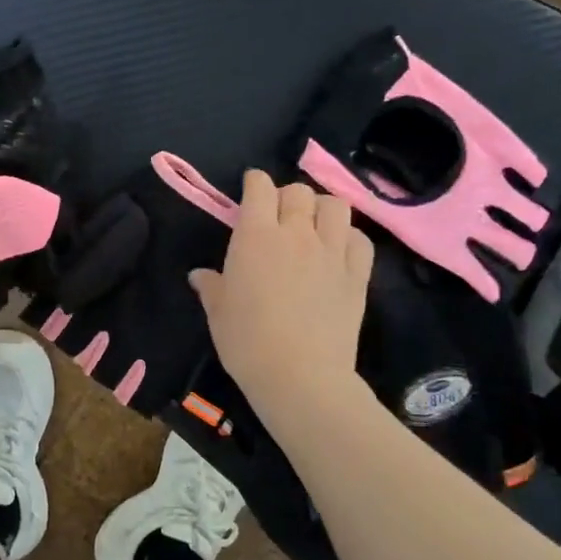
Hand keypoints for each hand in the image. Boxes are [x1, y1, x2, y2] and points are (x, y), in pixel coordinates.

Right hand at [190, 170, 373, 422]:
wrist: (300, 376)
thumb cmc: (247, 342)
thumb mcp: (218, 313)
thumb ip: (211, 286)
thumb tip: (200, 275)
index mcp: (256, 235)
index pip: (260, 186)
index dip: (254, 183)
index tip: (250, 192)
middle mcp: (297, 233)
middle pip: (298, 191)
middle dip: (286, 196)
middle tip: (278, 218)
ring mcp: (332, 252)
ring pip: (335, 205)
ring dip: (322, 209)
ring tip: (313, 227)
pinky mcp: (357, 274)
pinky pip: (360, 238)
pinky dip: (349, 237)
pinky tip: (338, 252)